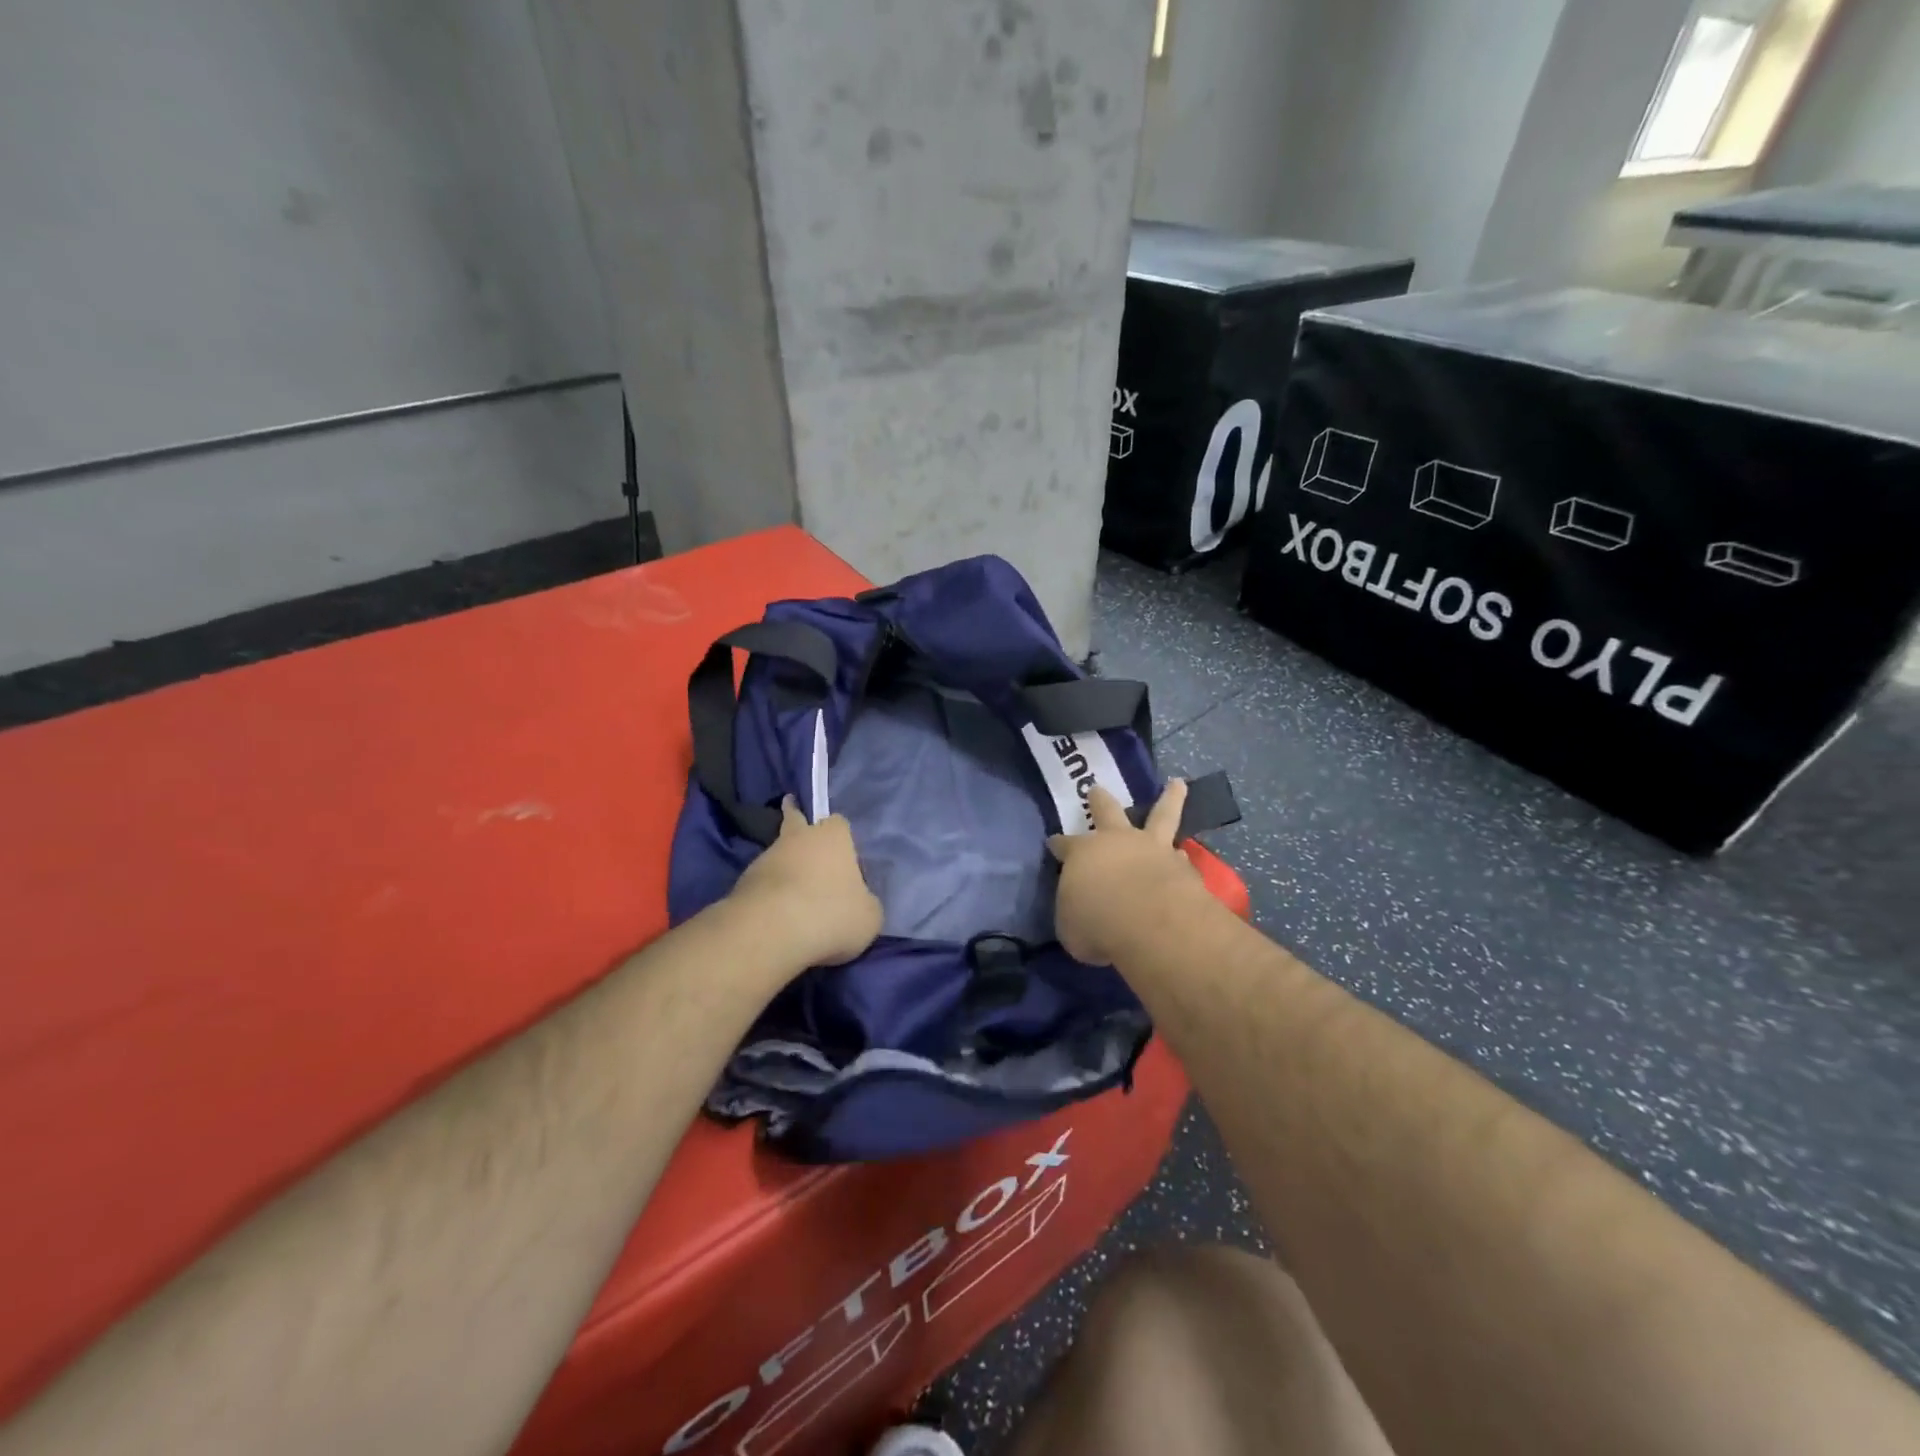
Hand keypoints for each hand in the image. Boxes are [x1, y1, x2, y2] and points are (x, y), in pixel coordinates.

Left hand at [728, 798, 883, 970]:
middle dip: (797, 824)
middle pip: (795, 822)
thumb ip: (866, 903)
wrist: (770, 931)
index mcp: (833, 837)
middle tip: (798, 832)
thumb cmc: (830, 914)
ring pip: (777, 855)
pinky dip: (768, 894)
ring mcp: (765, 858)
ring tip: (793, 896)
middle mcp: (797, 838)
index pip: (839, 822)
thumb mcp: (868, 917)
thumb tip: (860, 904)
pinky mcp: (741, 884)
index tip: (843, 854)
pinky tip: (777, 915)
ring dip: (784, 869)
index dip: (842, 837)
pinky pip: (761, 884)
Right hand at [1048, 781, 1203, 966]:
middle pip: (1106, 812)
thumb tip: (1081, 913)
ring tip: (1177, 784)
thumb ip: (1076, 914)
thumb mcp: (1071, 927)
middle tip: (1096, 789)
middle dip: (1099, 800)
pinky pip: (1181, 855)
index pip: (1064, 845)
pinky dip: (1182, 855)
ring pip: (1160, 814)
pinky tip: (1186, 855)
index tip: (1053, 843)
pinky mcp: (1182, 865)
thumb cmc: (1098, 922)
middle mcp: (1116, 841)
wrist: (1150, 921)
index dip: (1058, 844)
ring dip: (1169, 799)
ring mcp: (1152, 848)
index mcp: (1082, 854)